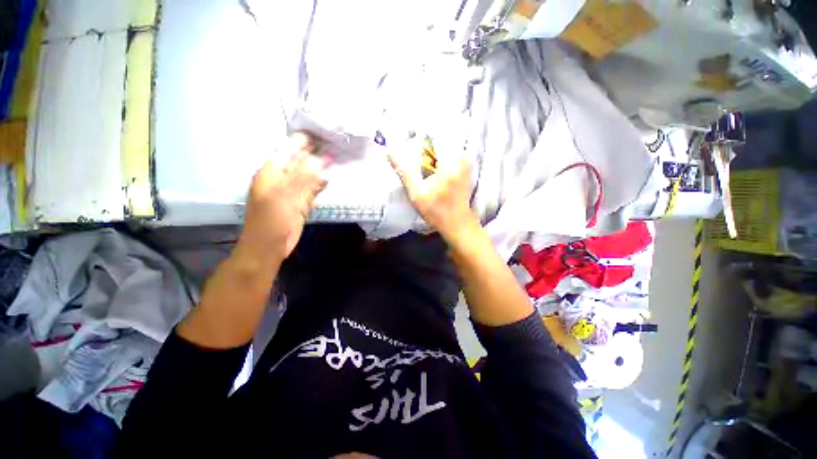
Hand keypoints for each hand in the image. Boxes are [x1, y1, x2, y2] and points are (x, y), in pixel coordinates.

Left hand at [240, 132, 327, 260]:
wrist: (270, 246)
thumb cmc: (271, 220)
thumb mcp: (285, 197)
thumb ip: (302, 177)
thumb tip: (320, 159)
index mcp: (272, 172)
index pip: (289, 149)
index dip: (305, 141)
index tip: (324, 132)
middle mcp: (283, 178)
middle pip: (301, 161)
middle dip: (317, 152)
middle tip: (337, 142)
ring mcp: (293, 190)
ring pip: (309, 174)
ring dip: (322, 167)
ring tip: (339, 156)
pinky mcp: (301, 202)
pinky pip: (313, 188)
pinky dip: (322, 182)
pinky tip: (332, 176)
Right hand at [388, 140, 477, 242]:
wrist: (458, 222)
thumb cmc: (437, 211)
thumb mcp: (416, 194)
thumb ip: (404, 171)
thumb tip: (390, 151)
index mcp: (450, 163)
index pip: (436, 132)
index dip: (420, 128)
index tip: (408, 131)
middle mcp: (462, 157)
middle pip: (442, 134)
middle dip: (426, 136)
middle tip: (412, 144)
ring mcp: (467, 160)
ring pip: (447, 140)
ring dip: (432, 144)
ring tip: (422, 155)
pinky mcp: (467, 165)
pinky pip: (452, 148)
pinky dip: (440, 150)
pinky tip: (431, 162)